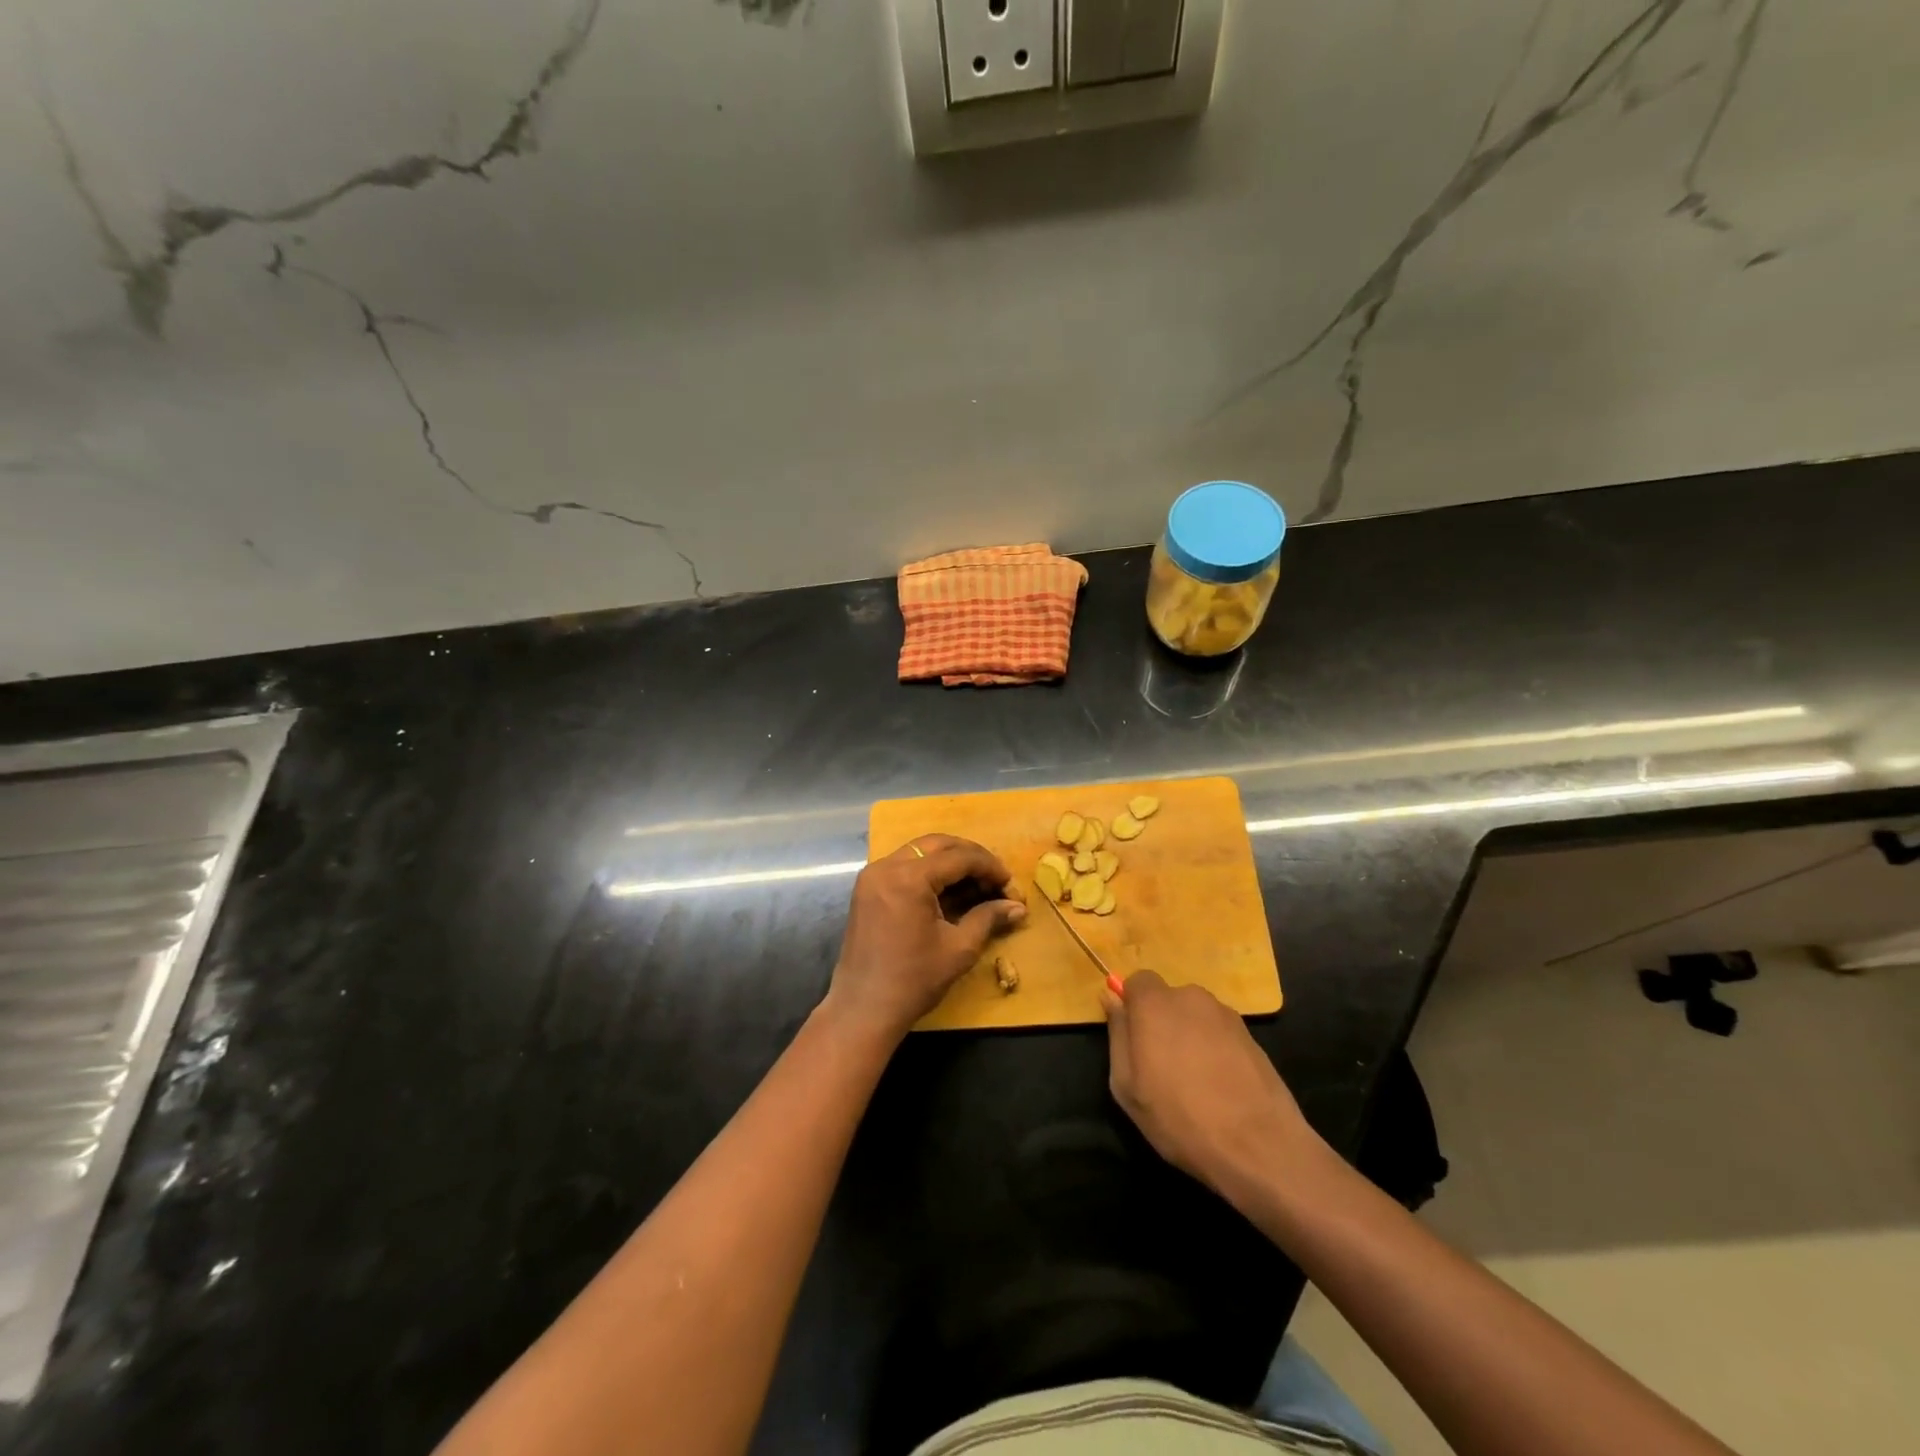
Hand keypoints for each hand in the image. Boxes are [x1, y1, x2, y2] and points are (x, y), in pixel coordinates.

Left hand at [824, 836, 1026, 1046]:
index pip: (959, 857)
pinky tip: (950, 892)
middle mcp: (887, 866)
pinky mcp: (868, 888)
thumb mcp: (959, 948)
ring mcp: (873, 875)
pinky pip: (904, 866)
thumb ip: (988, 918)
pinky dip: (929, 872)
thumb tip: (1018, 907)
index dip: (989, 867)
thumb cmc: (913, 980)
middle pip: (938, 844)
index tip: (1010, 884)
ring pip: (920, 852)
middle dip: (971, 857)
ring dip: (950, 862)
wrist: (863, 1009)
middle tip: (995, 880)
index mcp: (908, 878)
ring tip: (976, 886)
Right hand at [1101, 971, 1319, 1199]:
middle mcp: (1191, 998)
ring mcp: (1226, 1015)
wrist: (1259, 1146)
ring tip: (1194, 1081)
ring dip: (1189, 1035)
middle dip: (1161, 1022)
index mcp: (1156, 1004)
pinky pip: (1219, 1032)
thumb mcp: (1127, 1085)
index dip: (1133, 1005)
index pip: (1138, 981)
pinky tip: (1219, 1086)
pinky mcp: (1251, 1036)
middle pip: (1168, 999)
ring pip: (1195, 1016)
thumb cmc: (1180, 1118)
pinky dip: (1214, 1049)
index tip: (1133, 1039)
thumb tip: (1111, 997)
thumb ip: (1117, 1034)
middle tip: (1161, 1066)